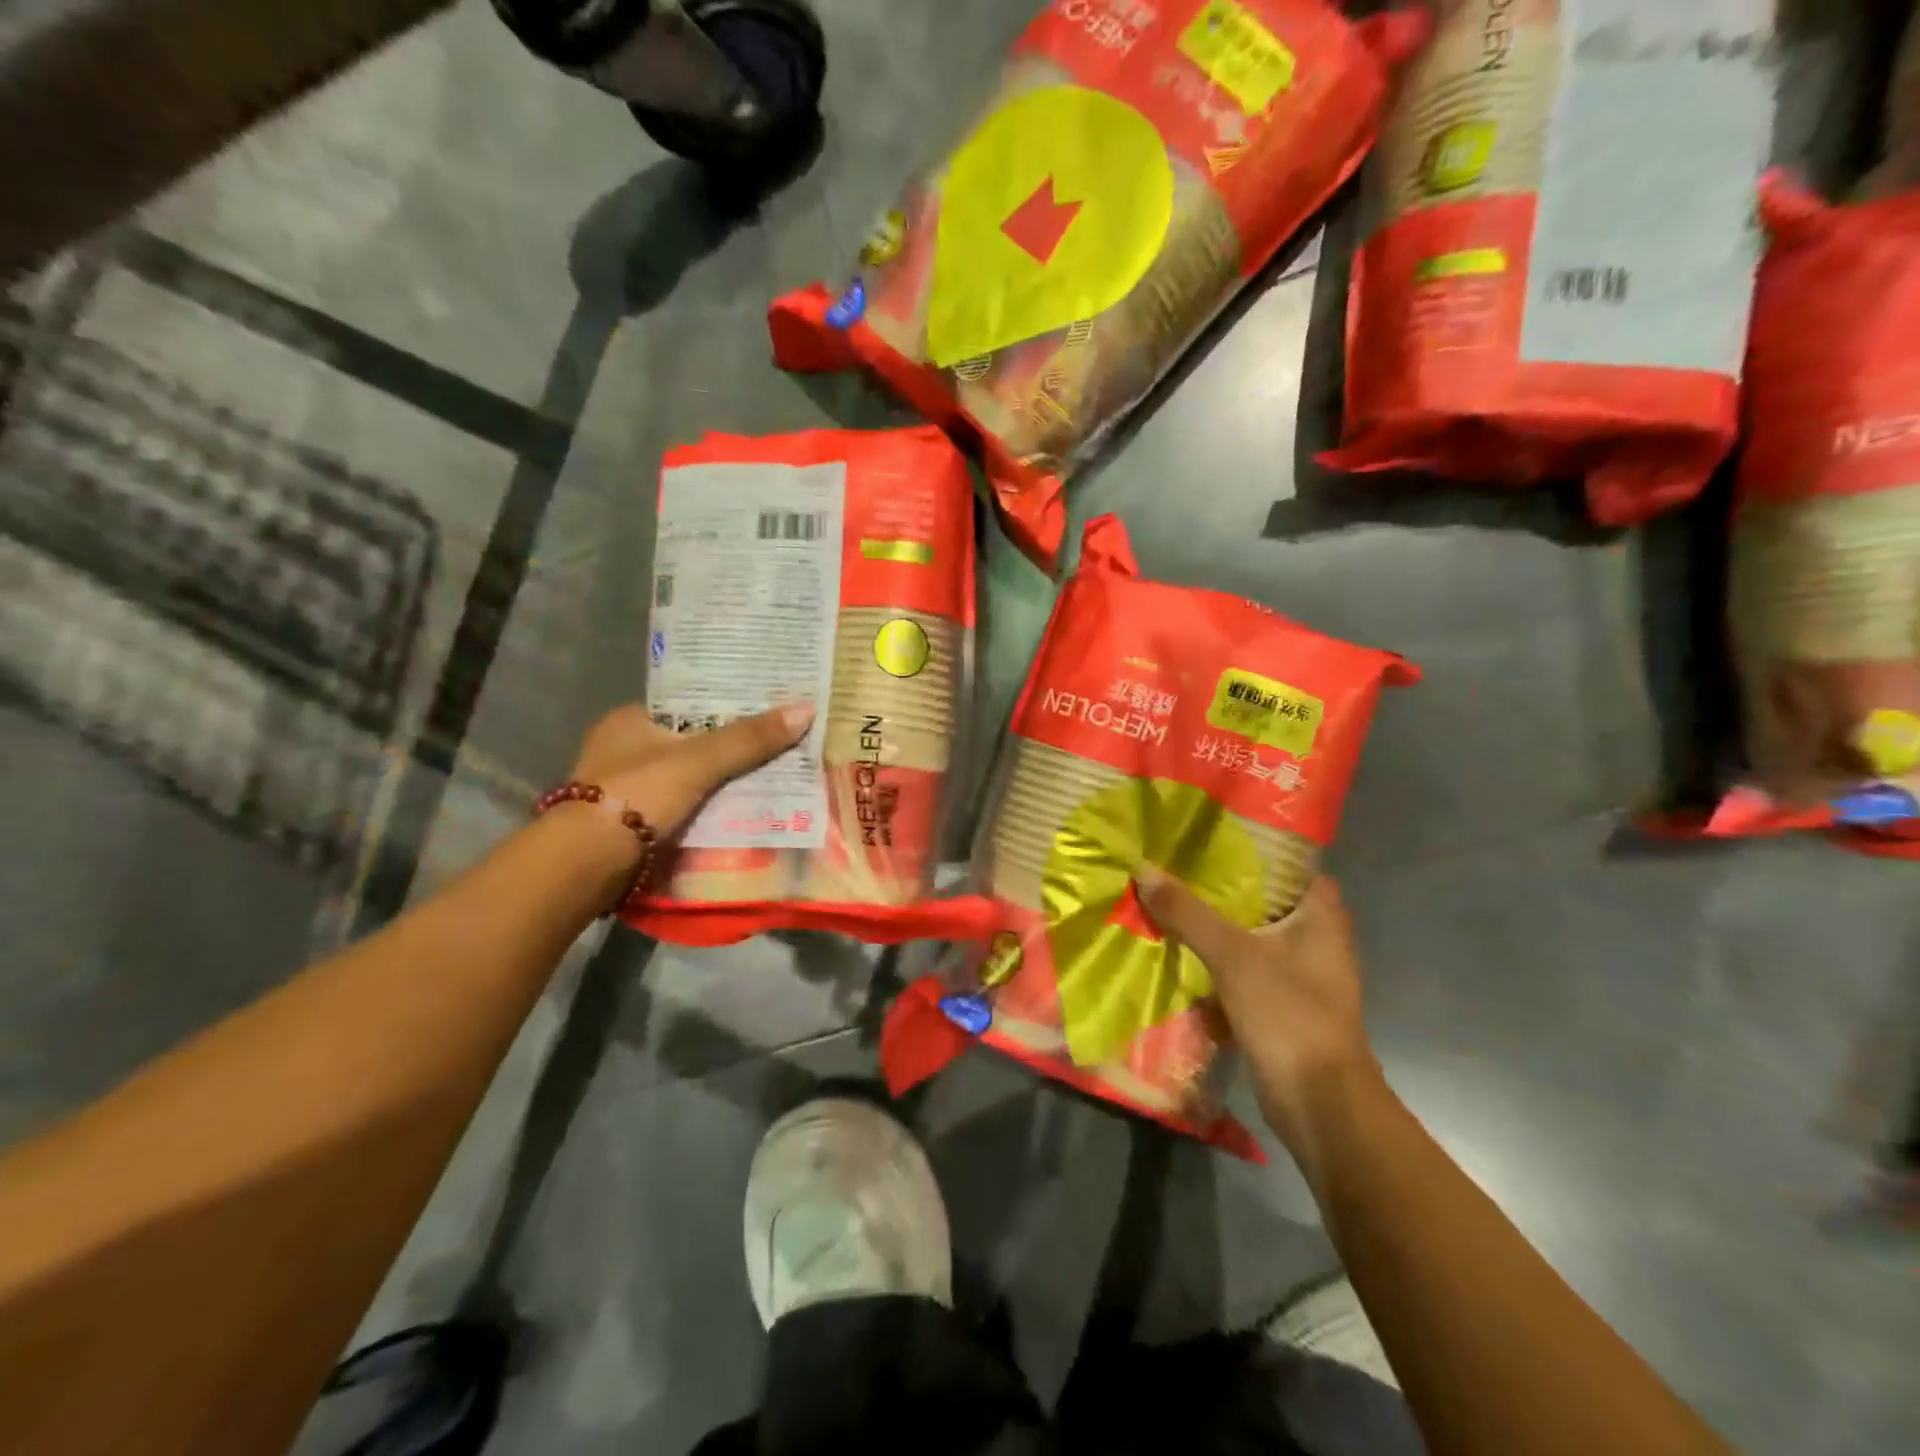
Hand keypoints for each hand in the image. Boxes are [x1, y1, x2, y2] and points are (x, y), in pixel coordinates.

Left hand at [568, 700, 815, 835]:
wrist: (586, 863)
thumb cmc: (636, 794)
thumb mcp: (699, 761)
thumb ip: (749, 738)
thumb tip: (806, 709)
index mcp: (630, 718)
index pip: (688, 703)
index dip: (727, 705)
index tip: (766, 708)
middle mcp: (623, 747)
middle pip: (690, 741)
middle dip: (729, 747)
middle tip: (778, 745)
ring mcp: (624, 788)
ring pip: (687, 776)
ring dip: (720, 781)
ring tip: (772, 777)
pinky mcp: (630, 823)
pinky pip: (681, 806)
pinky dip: (707, 808)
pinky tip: (740, 812)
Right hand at [1136, 872, 1380, 1149]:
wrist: (1320, 1102)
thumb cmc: (1288, 1012)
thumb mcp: (1232, 955)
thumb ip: (1187, 913)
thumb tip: (1144, 870)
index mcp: (1321, 915)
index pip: (1291, 864)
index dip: (1256, 848)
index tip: (1213, 838)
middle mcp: (1318, 938)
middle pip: (1266, 900)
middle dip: (1224, 887)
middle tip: (1179, 867)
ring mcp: (1303, 974)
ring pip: (1254, 936)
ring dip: (1218, 925)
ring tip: (1172, 901)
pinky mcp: (1286, 1004)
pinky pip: (1248, 969)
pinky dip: (1220, 961)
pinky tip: (1183, 951)